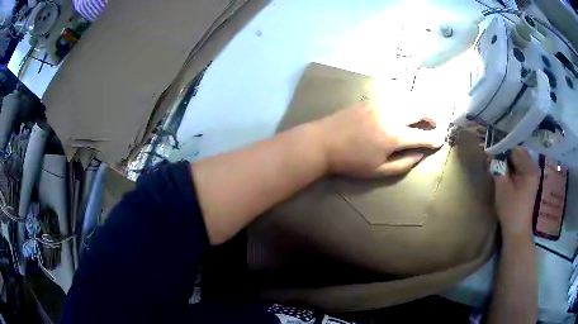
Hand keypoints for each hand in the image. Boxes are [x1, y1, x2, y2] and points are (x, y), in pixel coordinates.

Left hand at [312, 101, 444, 177]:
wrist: (323, 142)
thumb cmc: (351, 161)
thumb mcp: (378, 170)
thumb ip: (403, 163)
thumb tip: (420, 155)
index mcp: (394, 136)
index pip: (422, 136)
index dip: (434, 139)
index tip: (441, 140)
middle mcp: (391, 115)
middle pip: (418, 110)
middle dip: (431, 116)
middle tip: (435, 123)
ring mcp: (380, 104)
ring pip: (407, 100)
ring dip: (419, 106)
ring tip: (422, 114)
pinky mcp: (370, 99)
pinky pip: (393, 96)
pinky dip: (404, 100)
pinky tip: (404, 106)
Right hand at [493, 147, 539, 237]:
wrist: (517, 231)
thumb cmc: (510, 209)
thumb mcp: (502, 187)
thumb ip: (497, 167)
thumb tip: (490, 153)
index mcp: (529, 168)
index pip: (514, 150)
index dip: (502, 151)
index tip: (492, 156)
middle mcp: (533, 167)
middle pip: (518, 153)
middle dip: (506, 156)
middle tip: (495, 163)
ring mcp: (532, 175)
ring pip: (519, 160)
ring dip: (509, 163)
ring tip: (499, 170)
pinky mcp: (530, 181)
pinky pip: (520, 168)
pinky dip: (513, 169)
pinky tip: (506, 176)